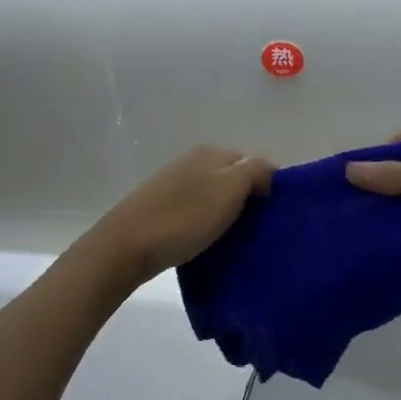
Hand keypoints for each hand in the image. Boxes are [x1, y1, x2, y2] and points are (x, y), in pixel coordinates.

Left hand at [89, 146, 274, 284]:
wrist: (127, 246)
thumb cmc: (184, 218)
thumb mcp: (229, 189)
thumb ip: (255, 171)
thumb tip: (269, 171)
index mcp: (211, 153)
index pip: (252, 162)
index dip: (267, 185)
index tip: (273, 215)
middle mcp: (191, 162)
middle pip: (232, 178)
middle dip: (247, 199)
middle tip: (257, 229)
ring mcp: (173, 184)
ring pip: (213, 195)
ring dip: (226, 212)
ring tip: (235, 238)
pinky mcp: (160, 207)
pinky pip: (195, 210)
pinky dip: (206, 222)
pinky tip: (207, 240)